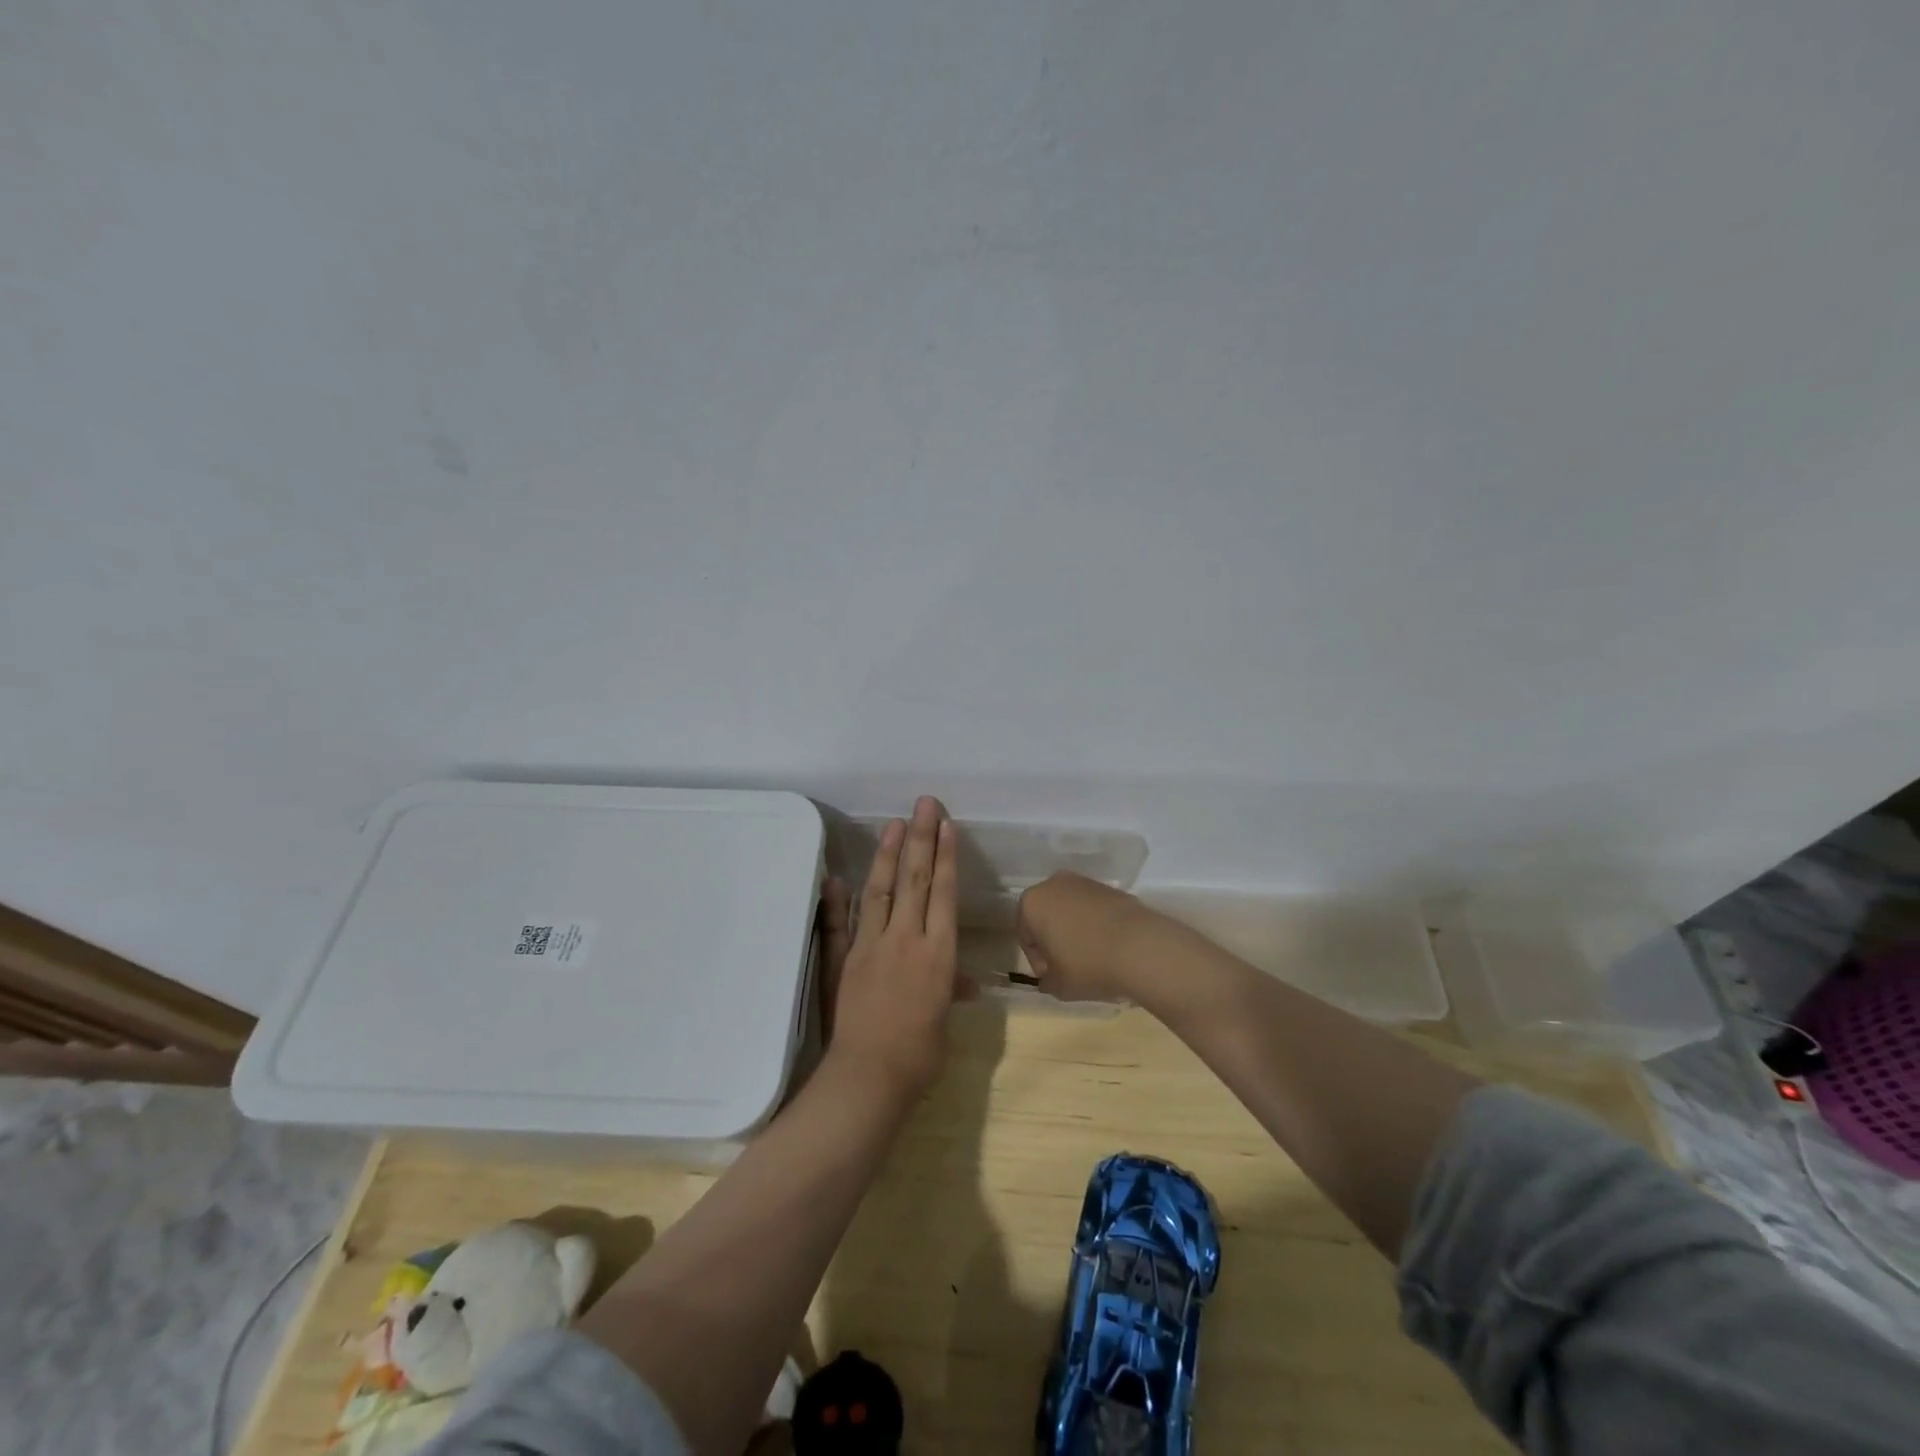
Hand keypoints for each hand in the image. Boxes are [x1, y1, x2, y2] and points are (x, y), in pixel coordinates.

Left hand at [819, 796, 963, 1099]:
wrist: (870, 1075)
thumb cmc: (920, 1054)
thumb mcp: (944, 1020)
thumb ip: (949, 991)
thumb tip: (964, 981)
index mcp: (938, 953)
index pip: (943, 894)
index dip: (945, 857)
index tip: (947, 825)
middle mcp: (907, 939)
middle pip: (915, 880)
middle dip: (921, 839)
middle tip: (923, 805)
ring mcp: (872, 946)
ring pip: (881, 890)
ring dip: (888, 855)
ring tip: (894, 824)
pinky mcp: (845, 958)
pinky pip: (843, 922)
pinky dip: (840, 899)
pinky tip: (838, 876)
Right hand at [1014, 872, 1173, 1003]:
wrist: (1141, 947)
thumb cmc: (1087, 965)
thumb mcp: (1058, 985)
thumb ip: (1046, 980)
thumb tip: (1049, 977)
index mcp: (1032, 903)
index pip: (1025, 934)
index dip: (1037, 960)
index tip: (1053, 976)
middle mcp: (1054, 884)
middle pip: (1047, 917)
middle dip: (1054, 940)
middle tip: (1068, 966)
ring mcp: (1084, 882)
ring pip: (1071, 911)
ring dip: (1075, 931)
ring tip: (1092, 957)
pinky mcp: (1110, 887)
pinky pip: (1094, 909)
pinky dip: (1096, 925)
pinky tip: (1109, 946)